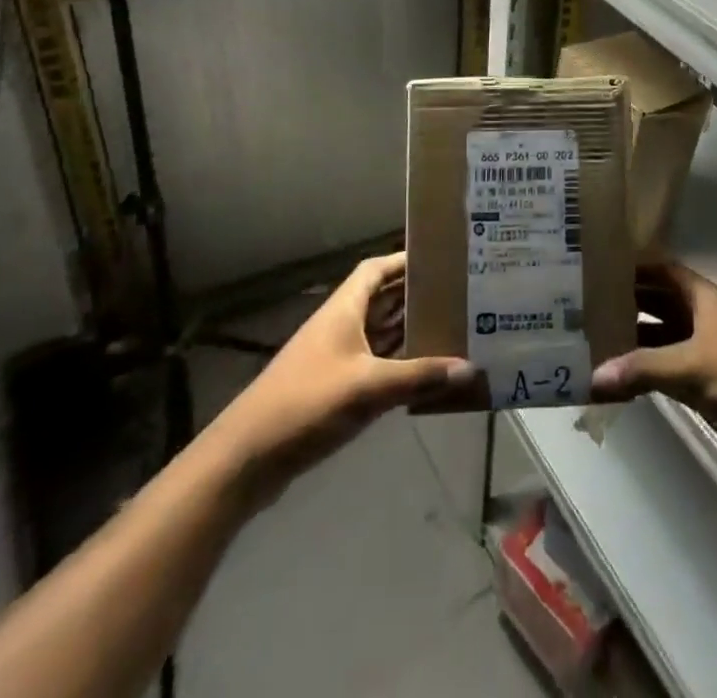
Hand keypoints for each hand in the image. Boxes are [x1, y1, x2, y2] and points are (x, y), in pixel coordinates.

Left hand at [217, 252, 475, 487]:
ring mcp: (334, 358)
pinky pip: (373, 364)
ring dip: (407, 330)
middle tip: (456, 294)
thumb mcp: (368, 387)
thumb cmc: (307, 403)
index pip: (376, 269)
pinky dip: (397, 363)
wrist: (246, 458)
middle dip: (414, 295)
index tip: (438, 259)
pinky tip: (423, 372)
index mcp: (343, 309)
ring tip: (449, 327)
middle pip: (381, 299)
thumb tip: (470, 368)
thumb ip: (419, 376)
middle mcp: (339, 326)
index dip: (404, 260)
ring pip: (378, 333)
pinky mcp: (332, 389)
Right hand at [591, 264, 716, 492]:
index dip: (634, 266)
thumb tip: (592, 375)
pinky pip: (665, 369)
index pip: (663, 270)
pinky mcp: (705, 385)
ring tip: (589, 339)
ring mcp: (704, 352)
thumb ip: (642, 369)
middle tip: (582, 304)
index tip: (596, 266)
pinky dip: (643, 371)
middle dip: (626, 302)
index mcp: (704, 298)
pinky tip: (615, 378)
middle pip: (658, 302)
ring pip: (660, 337)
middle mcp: (702, 318)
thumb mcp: (692, 368)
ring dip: (631, 340)